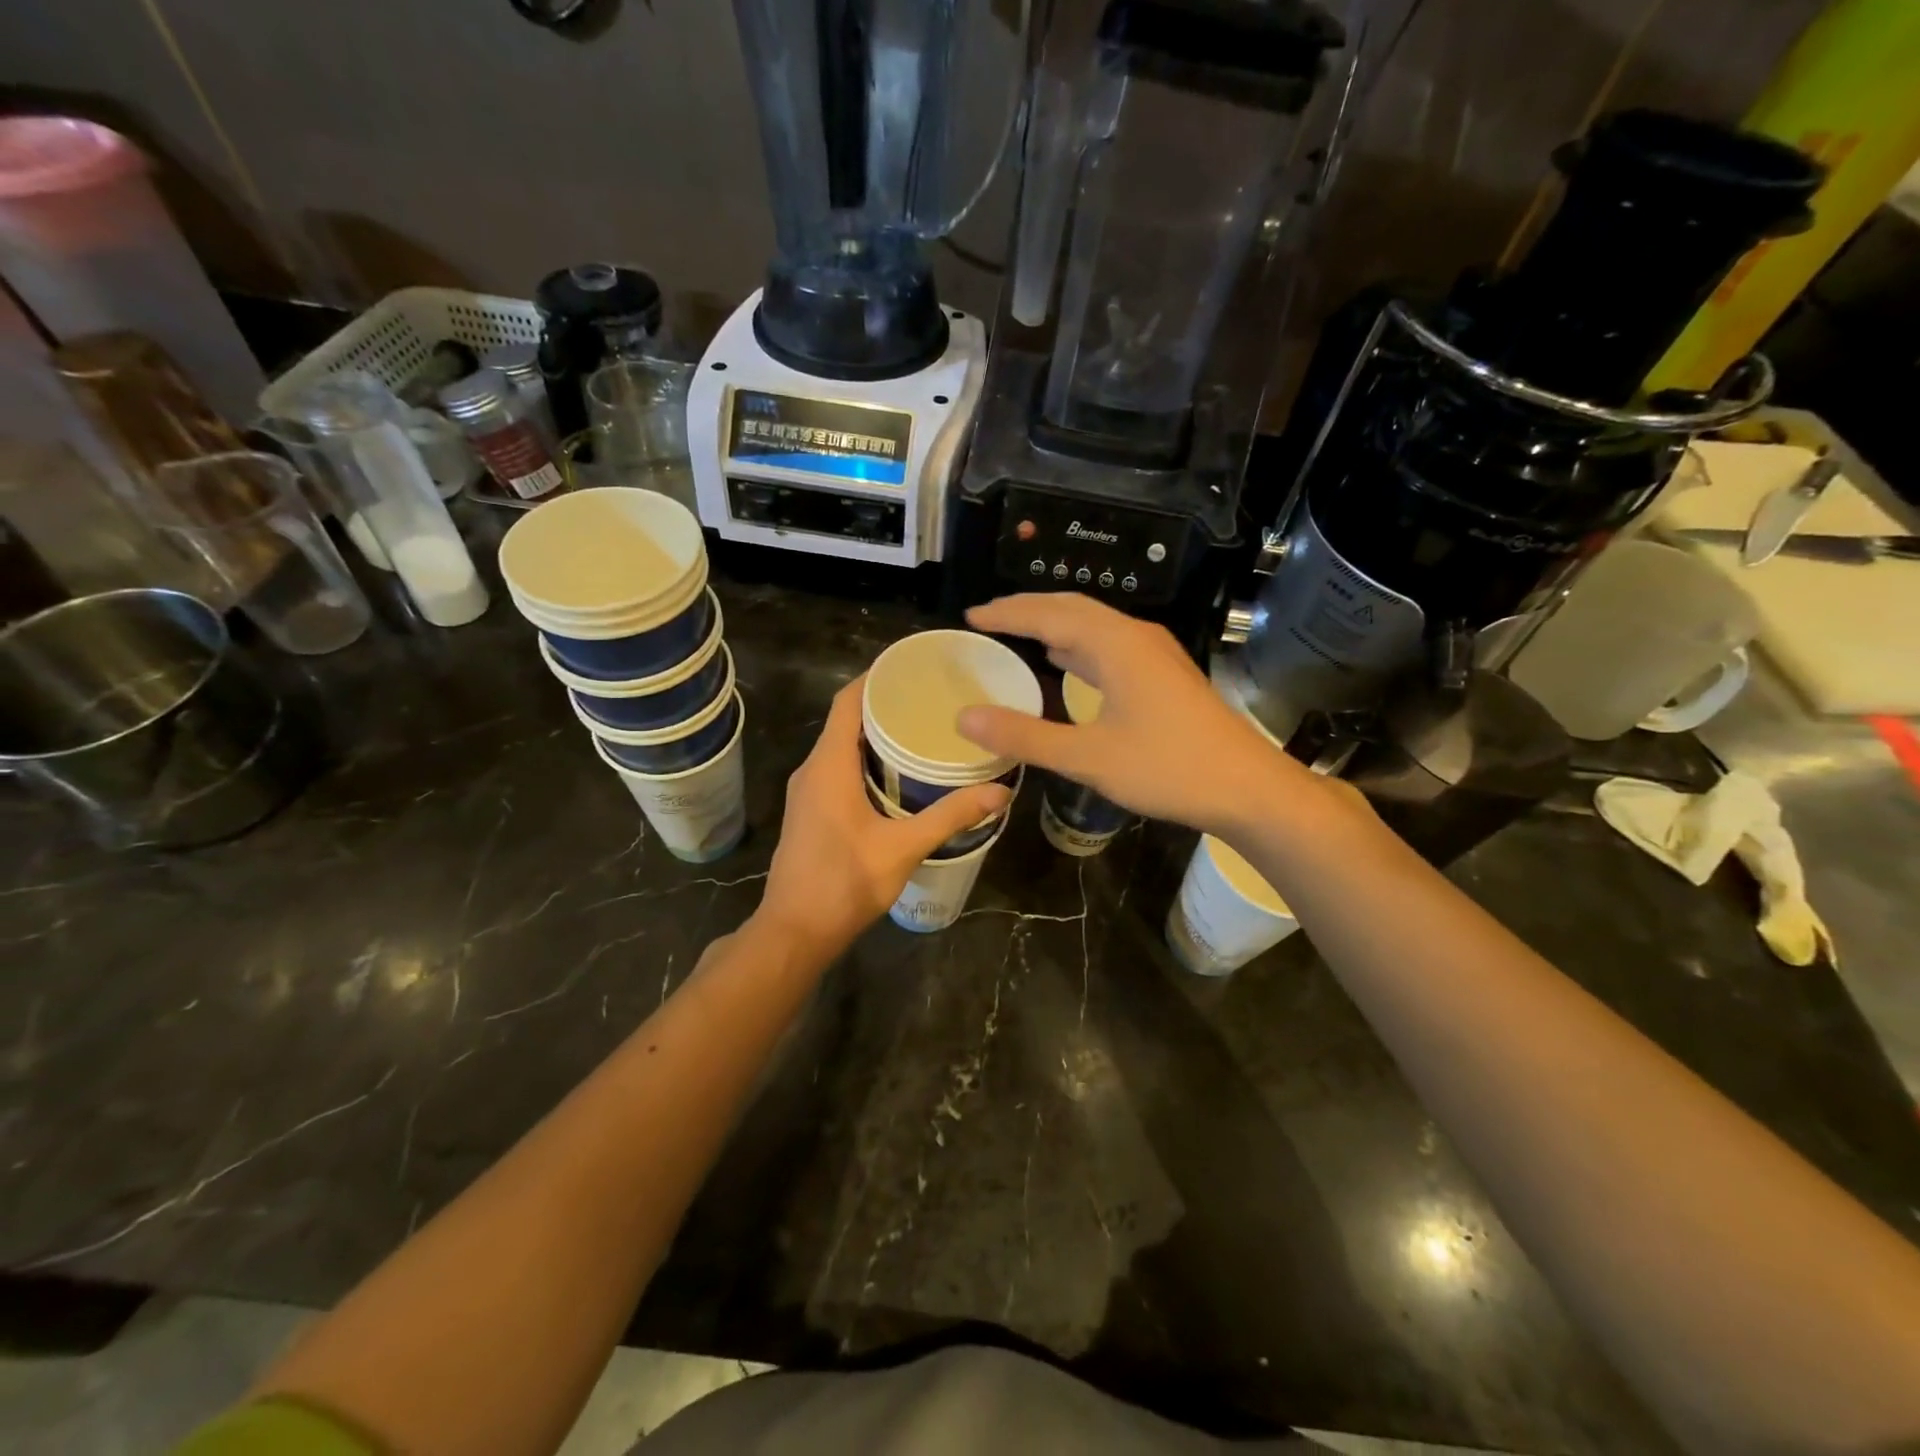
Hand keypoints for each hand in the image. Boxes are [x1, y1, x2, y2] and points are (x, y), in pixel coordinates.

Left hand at [755, 677, 1011, 958]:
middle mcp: (813, 770)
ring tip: (923, 731)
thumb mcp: (903, 848)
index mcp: (828, 766)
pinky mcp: (811, 812)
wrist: (795, 932)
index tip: (913, 667)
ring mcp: (808, 792)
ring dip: (877, 736)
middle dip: (886, 706)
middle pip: (846, 721)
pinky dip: (867, 761)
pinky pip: (838, 769)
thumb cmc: (844, 883)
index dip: (876, 678)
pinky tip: (900, 775)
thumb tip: (1000, 792)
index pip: (847, 702)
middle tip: (932, 700)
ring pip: (842, 748)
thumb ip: (950, 816)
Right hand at [960, 593, 1320, 838]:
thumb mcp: (1088, 758)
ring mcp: (1154, 653)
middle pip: (1072, 608)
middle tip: (988, 619)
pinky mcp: (1164, 673)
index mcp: (1115, 645)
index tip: (971, 616)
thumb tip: (965, 718)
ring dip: (1054, 624)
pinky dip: (1077, 645)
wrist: (1246, 787)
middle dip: (1028, 609)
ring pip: (1094, 625)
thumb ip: (1025, 736)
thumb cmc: (1167, 768)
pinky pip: (1109, 644)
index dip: (1007, 614)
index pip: (1048, 615)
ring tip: (1018, 633)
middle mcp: (1135, 637)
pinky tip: (1066, 662)